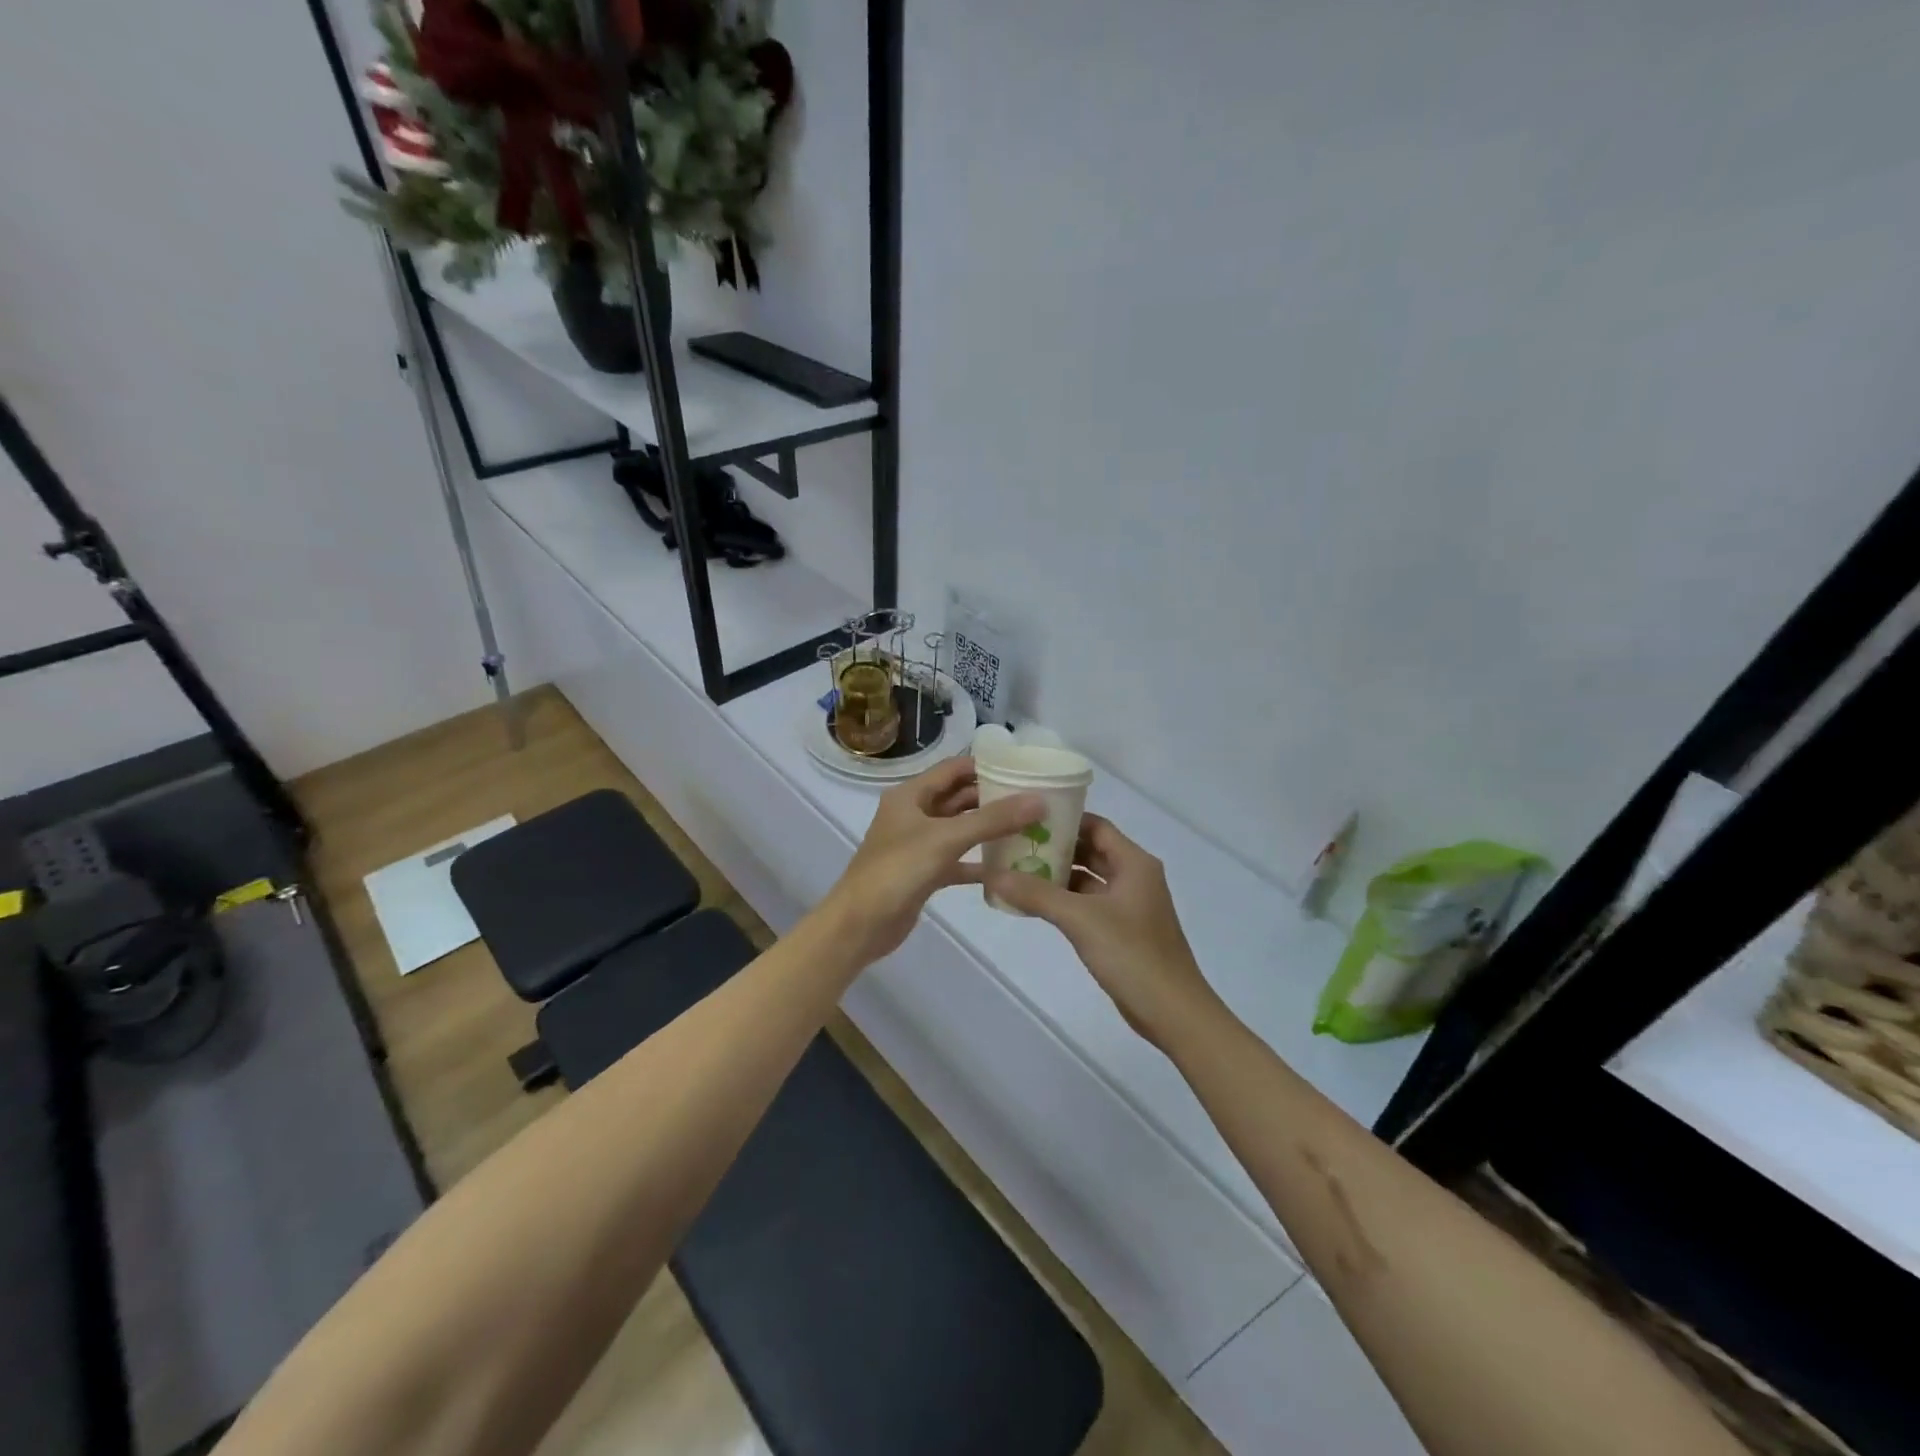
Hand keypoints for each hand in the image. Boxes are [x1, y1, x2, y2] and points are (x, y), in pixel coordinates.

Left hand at [819, 756, 1043, 965]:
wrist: (860, 925)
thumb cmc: (897, 871)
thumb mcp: (946, 839)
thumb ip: (992, 819)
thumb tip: (1039, 800)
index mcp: (910, 795)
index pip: (953, 769)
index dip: (986, 766)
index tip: (1023, 770)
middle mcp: (913, 815)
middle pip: (958, 798)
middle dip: (993, 798)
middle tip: (1034, 800)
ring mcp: (918, 845)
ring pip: (960, 829)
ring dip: (989, 829)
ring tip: (1030, 827)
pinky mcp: (924, 873)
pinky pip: (958, 861)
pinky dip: (980, 862)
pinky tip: (1010, 867)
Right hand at [987, 814, 1223, 1050]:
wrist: (1173, 1012)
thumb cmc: (1132, 955)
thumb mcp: (1080, 919)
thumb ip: (1036, 894)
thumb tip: (993, 874)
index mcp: (1134, 863)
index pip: (1096, 826)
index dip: (1064, 819)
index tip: (1026, 818)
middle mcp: (1134, 877)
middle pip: (1091, 850)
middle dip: (1055, 847)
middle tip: (1015, 843)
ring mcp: (1129, 905)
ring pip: (1089, 879)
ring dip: (1058, 875)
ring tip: (1017, 870)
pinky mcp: (1122, 930)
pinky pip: (1089, 904)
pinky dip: (1065, 900)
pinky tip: (1035, 904)